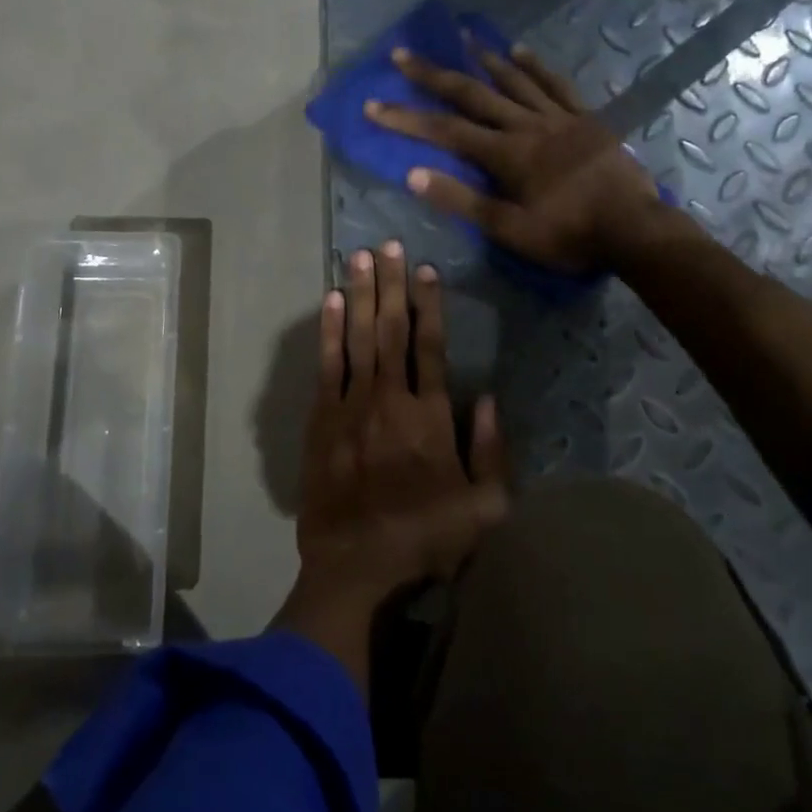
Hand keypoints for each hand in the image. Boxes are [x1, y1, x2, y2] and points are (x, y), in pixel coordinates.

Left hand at [277, 241, 508, 684]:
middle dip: (391, 284)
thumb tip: (487, 397)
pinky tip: (330, 302)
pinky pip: (326, 365)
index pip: (430, 347)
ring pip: (357, 338)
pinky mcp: (321, 420)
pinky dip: (329, 331)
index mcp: (430, 417)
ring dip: (359, 294)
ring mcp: (350, 407)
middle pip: (390, 330)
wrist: (356, 567)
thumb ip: (490, 450)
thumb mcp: (485, 508)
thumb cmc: (426, 540)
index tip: (426, 270)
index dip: (429, 305)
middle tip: (389, 244)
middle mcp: (389, 400)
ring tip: (360, 257)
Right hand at [366, 41, 678, 273]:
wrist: (635, 230)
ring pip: (513, 80)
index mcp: (505, 155)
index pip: (444, 131)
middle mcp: (527, 126)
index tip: (373, 105)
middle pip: (472, 94)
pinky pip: (556, 84)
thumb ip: (462, 200)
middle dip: (433, 76)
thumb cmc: (569, 235)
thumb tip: (414, 174)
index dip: (406, 119)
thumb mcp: (510, 229)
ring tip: (459, 37)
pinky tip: (520, 52)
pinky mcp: (585, 119)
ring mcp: (558, 118)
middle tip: (402, 54)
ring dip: (482, 58)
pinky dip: (535, 66)